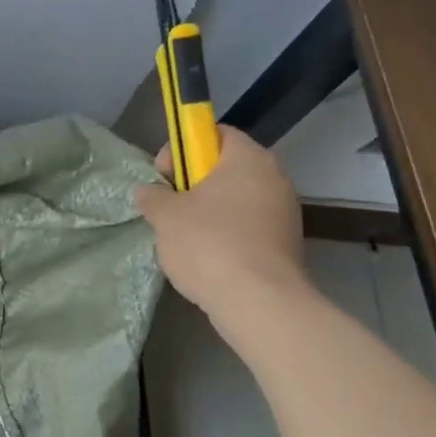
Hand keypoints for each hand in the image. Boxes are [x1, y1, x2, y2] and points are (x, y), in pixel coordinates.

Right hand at [133, 126, 307, 314]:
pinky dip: (226, 236)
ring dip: (208, 212)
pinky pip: (248, 228)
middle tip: (169, 207)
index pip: (215, 133)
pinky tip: (206, 259)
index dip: (185, 148)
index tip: (164, 174)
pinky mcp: (286, 245)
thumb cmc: (209, 244)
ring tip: (183, 238)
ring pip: (236, 200)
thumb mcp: (165, 215)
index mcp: (248, 159)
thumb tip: (148, 192)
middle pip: (226, 168)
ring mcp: (285, 213)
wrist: (259, 303)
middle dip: (193, 184)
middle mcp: (274, 178)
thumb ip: (153, 196)